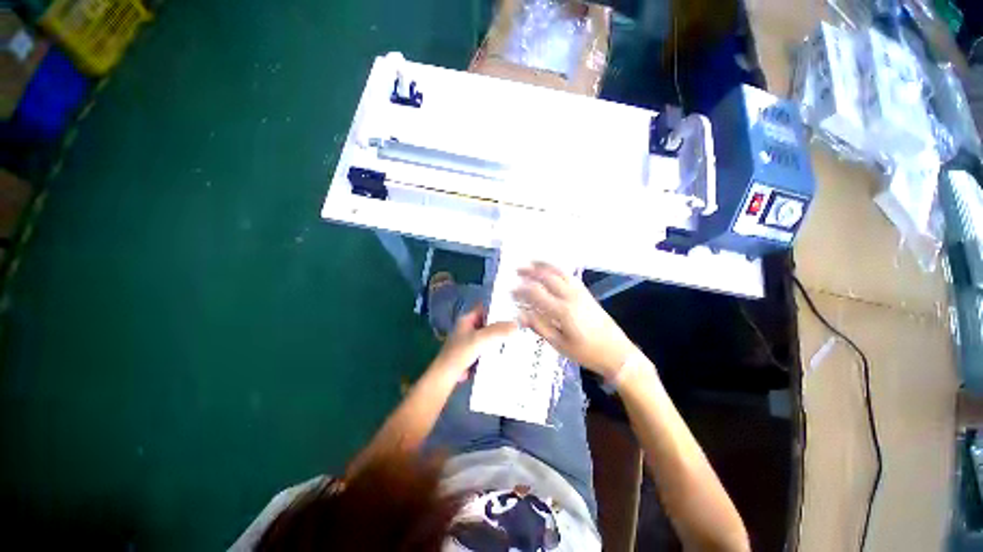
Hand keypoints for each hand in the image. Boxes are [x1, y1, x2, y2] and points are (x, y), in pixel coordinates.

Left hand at [433, 306, 516, 380]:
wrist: (448, 375)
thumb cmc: (461, 352)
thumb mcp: (481, 338)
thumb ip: (498, 331)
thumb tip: (516, 325)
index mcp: (467, 319)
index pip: (485, 308)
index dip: (497, 307)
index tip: (512, 310)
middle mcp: (469, 327)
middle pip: (488, 322)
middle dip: (501, 324)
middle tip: (517, 324)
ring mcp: (471, 340)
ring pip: (489, 335)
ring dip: (499, 336)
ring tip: (516, 336)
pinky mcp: (473, 352)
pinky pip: (488, 346)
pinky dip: (495, 347)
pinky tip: (507, 349)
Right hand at [514, 262, 636, 378]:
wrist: (617, 353)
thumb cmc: (587, 352)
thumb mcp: (560, 344)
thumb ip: (540, 327)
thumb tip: (521, 315)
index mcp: (562, 311)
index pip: (536, 294)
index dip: (521, 290)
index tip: (510, 290)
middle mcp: (571, 296)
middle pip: (547, 277)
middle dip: (530, 272)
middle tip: (517, 270)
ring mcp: (580, 293)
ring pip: (559, 273)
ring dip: (544, 266)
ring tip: (531, 262)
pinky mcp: (586, 293)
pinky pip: (569, 276)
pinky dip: (558, 269)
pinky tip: (552, 270)